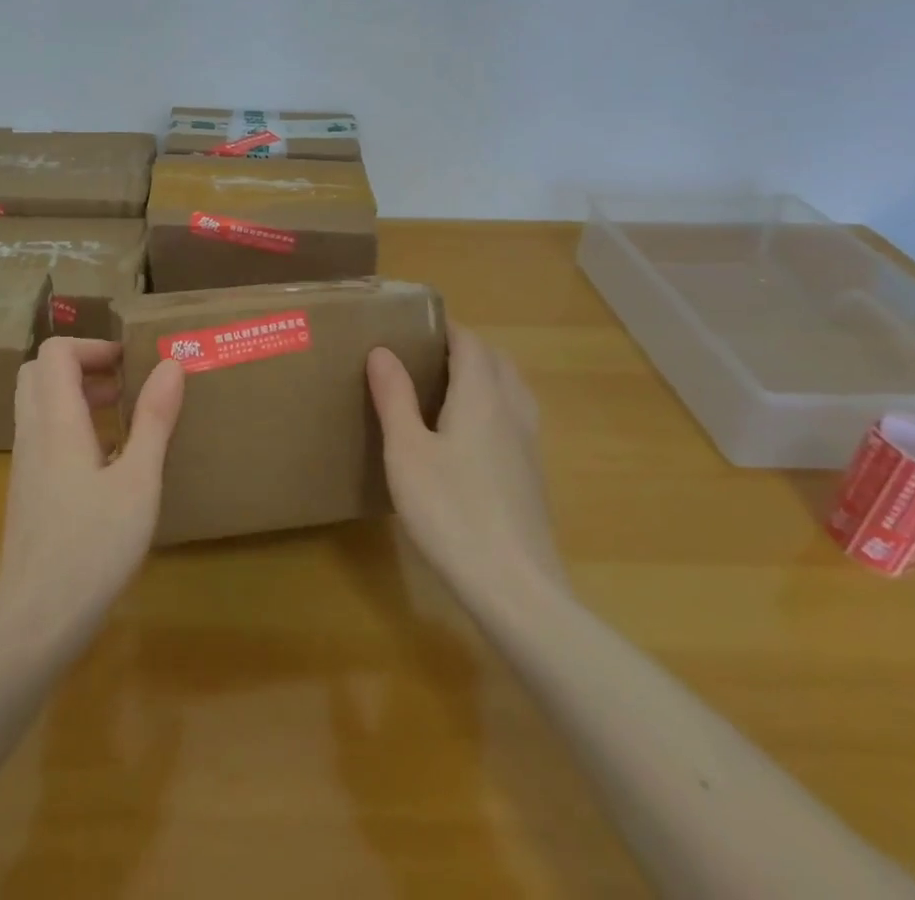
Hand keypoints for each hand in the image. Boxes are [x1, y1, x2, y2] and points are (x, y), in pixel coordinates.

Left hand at [0, 339, 184, 657]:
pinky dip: (70, 427)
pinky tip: (106, 464)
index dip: (92, 346)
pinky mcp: (26, 490)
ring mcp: (24, 464)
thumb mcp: (139, 481)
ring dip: (75, 396)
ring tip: (121, 420)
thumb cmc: (94, 546)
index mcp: (56, 422)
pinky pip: (42, 436)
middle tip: (122, 386)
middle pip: (38, 372)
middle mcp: (32, 434)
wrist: (37, 620)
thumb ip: (154, 420)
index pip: (55, 352)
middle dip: (81, 366)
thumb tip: (170, 365)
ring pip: (38, 404)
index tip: (130, 364)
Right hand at [367, 324, 566, 614]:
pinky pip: (516, 421)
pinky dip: (494, 408)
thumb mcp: (407, 452)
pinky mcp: (532, 478)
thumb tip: (383, 351)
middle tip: (427, 355)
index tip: (416, 324)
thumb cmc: (452, 511)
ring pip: (513, 391)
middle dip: (467, 349)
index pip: (470, 343)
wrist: (516, 589)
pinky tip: (469, 438)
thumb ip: (395, 398)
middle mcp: (511, 412)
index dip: (447, 328)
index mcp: (482, 397)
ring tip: (448, 389)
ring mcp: (528, 447)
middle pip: (497, 362)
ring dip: (486, 377)